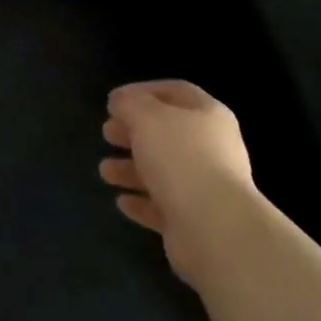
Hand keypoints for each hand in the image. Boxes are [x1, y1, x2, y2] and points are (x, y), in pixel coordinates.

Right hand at [99, 80, 257, 283]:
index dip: (143, 91)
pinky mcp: (196, 221)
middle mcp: (212, 148)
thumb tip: (121, 102)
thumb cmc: (180, 158)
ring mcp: (206, 187)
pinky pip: (164, 205)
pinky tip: (122, 201)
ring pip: (163, 171)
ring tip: (105, 171)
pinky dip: (142, 201)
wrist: (215, 229)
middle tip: (106, 133)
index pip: (175, 91)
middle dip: (133, 132)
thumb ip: (129, 103)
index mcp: (208, 115)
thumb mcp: (146, 117)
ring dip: (131, 169)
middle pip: (167, 132)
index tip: (113, 101)